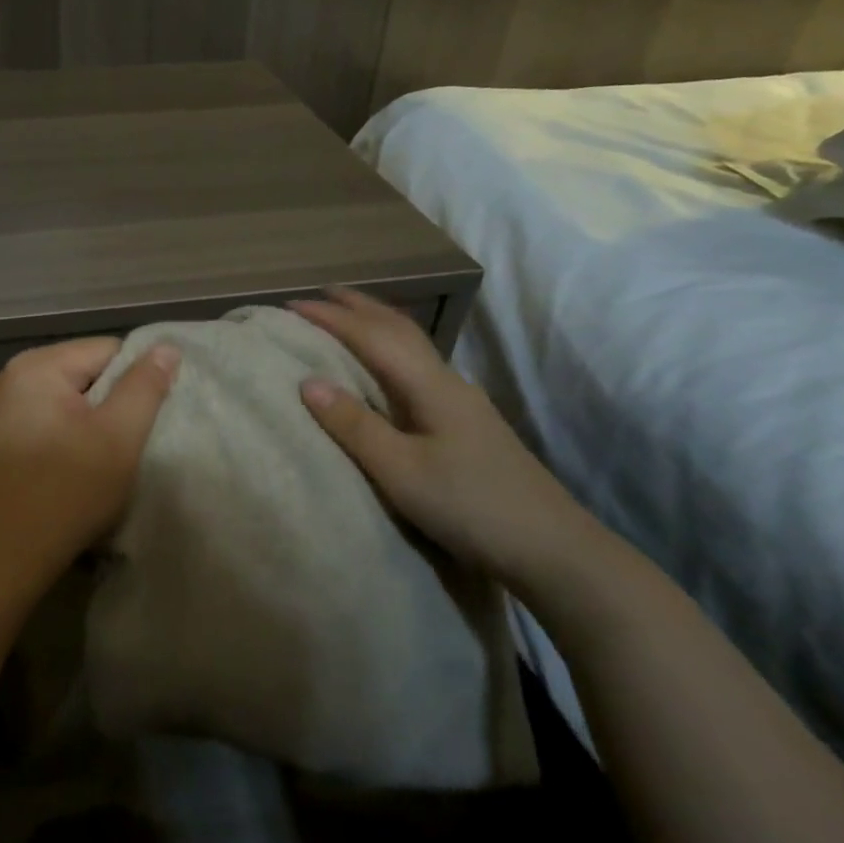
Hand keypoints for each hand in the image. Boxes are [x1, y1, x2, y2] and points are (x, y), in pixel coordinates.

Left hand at [0, 337, 180, 595]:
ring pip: (76, 400)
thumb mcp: (118, 435)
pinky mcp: (10, 436)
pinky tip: (85, 467)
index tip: (151, 419)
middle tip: (132, 442)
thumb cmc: (67, 489)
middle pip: (90, 372)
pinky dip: (78, 437)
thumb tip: (166, 347)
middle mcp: (18, 375)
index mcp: (39, 365)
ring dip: (99, 424)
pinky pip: (57, 420)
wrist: (6, 553)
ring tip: (111, 457)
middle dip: (117, 403)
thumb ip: (145, 386)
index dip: (138, 381)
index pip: (109, 350)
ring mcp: (10, 407)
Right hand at [290, 288, 595, 587]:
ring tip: (348, 318)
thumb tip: (308, 381)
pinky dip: (391, 349)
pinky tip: (387, 367)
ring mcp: (463, 402)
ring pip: (413, 346)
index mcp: (430, 386)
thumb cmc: (470, 507)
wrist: (552, 549)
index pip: (373, 337)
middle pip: (400, 329)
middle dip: (359, 307)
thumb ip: (355, 425)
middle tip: (320, 293)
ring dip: (377, 324)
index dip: (331, 318)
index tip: (290, 305)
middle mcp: (448, 382)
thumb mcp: (401, 471)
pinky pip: (419, 367)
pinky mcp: (468, 423)